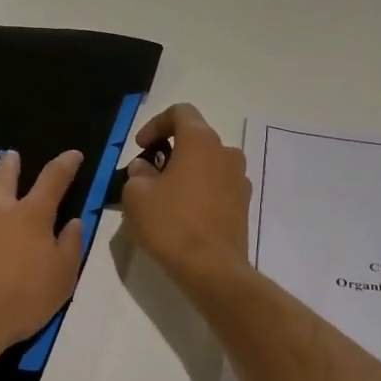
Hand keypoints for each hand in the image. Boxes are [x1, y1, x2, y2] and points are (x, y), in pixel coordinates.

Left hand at [0, 150, 85, 365]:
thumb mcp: (63, 276)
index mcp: (32, 217)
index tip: (72, 154)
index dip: (64, 165)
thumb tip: (73, 221)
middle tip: (10, 155)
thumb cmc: (22, 299)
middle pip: (3, 180)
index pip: (53, 181)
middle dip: (9, 166)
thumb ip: (70, 246)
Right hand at [117, 104, 250, 286]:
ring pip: (208, 163)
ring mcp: (240, 179)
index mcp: (201, 141)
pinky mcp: (244, 204)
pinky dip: (200, 190)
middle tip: (148, 173)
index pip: (181, 112)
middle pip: (196, 138)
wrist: (212, 269)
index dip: (156, 123)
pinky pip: (218, 185)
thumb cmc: (171, 224)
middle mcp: (226, 152)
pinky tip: (183, 213)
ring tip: (165, 195)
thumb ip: (138, 173)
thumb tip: (146, 168)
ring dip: (187, 171)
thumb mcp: (137, 195)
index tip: (141, 146)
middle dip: (170, 150)